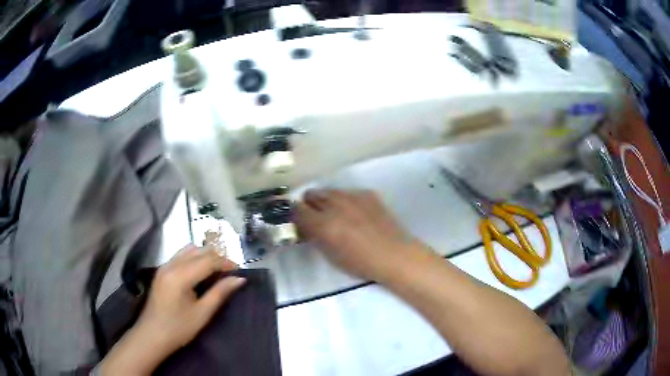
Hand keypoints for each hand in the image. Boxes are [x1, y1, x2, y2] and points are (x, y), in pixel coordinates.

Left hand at [99, 244, 244, 374]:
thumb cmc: (179, 328)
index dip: (225, 263)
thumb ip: (220, 293)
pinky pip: (180, 255)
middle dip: (217, 257)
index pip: (208, 260)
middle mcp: (171, 265)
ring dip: (205, 255)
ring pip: (189, 250)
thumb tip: (239, 279)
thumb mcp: (202, 314)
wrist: (152, 335)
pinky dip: (194, 258)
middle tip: (230, 272)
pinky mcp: (161, 271)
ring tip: (216, 271)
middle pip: (198, 251)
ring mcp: (164, 266)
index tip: (239, 271)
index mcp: (180, 276)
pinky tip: (200, 273)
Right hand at [294, 189, 422, 281]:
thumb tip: (306, 226)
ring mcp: (352, 196)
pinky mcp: (367, 193)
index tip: (300, 222)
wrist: (394, 254)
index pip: (296, 209)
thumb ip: (314, 236)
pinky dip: (346, 201)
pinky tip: (358, 214)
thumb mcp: (330, 254)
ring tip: (339, 215)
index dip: (296, 215)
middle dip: (310, 205)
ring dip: (327, 201)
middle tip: (317, 219)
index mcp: (323, 223)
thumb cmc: (360, 263)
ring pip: (329, 191)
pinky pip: (348, 193)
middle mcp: (335, 204)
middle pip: (311, 194)